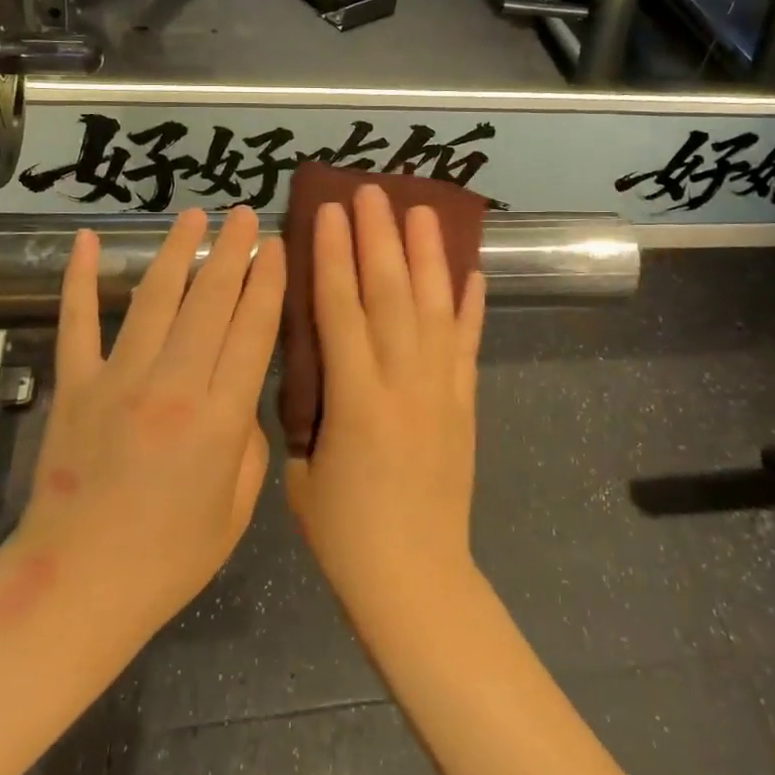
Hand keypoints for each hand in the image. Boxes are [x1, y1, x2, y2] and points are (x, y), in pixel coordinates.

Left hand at [9, 208, 284, 646]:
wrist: (76, 588)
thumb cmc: (169, 558)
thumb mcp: (237, 509)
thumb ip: (249, 443)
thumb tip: (239, 396)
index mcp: (220, 418)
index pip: (253, 329)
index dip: (269, 281)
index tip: (277, 245)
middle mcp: (173, 384)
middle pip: (211, 301)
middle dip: (233, 251)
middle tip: (246, 213)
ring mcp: (118, 379)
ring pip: (155, 298)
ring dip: (177, 251)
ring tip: (194, 214)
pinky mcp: (74, 386)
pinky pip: (77, 322)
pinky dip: (81, 279)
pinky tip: (87, 242)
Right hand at [287, 186, 486, 628]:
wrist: (417, 582)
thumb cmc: (345, 535)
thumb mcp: (301, 472)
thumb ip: (307, 411)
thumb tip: (311, 369)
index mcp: (356, 400)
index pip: (342, 310)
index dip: (335, 256)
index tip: (331, 212)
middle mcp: (404, 383)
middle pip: (392, 296)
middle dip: (381, 238)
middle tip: (375, 192)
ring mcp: (442, 391)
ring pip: (436, 309)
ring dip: (429, 256)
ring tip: (424, 210)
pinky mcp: (466, 405)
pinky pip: (470, 346)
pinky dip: (473, 306)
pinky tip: (473, 271)